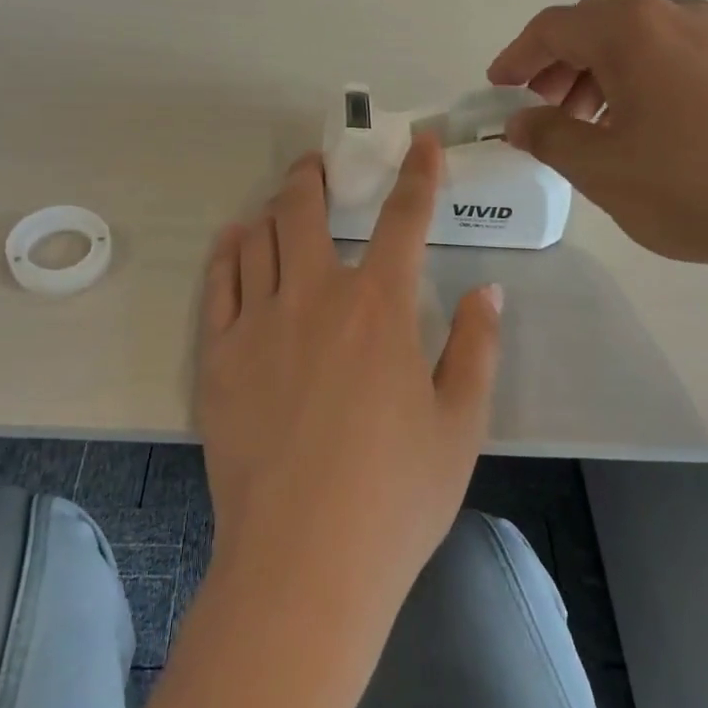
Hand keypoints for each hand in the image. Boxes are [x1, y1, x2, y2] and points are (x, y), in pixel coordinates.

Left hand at [195, 136, 502, 617]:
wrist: (303, 563)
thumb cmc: (395, 497)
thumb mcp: (460, 424)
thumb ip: (476, 347)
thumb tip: (489, 291)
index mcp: (379, 307)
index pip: (403, 219)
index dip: (418, 174)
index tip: (421, 144)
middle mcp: (314, 296)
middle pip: (305, 209)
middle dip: (315, 175)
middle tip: (319, 164)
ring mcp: (258, 323)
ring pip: (256, 237)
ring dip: (272, 208)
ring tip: (280, 202)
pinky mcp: (218, 357)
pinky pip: (218, 282)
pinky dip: (229, 251)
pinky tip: (236, 241)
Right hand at [487, 0, 707, 284]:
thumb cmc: (693, 185)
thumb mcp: (601, 168)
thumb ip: (549, 136)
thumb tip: (519, 120)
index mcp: (631, 29)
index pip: (553, 27)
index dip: (516, 57)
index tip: (496, 89)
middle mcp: (675, 15)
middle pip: (595, 26)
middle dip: (557, 65)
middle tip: (540, 111)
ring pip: (636, 42)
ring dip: (597, 74)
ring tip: (586, 126)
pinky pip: (671, 57)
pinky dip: (636, 82)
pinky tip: (638, 128)